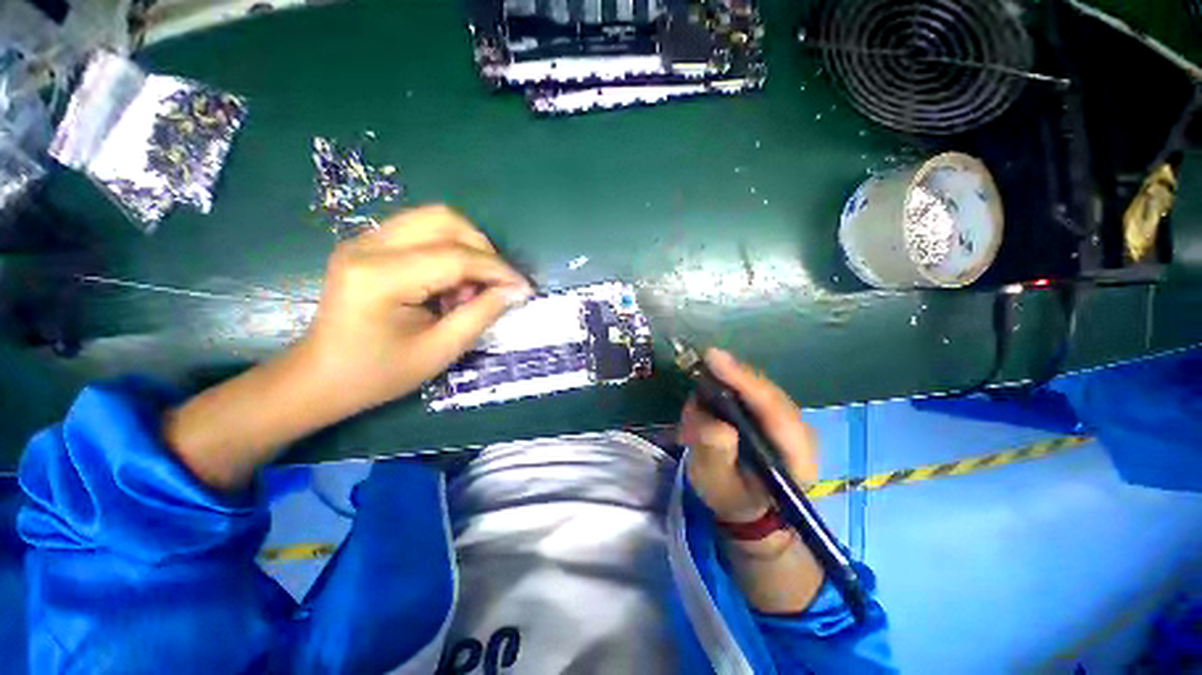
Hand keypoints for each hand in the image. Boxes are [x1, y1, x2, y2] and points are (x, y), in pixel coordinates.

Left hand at [301, 205, 531, 413]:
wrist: (321, 377)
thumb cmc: (380, 373)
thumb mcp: (441, 350)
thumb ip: (482, 314)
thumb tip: (516, 290)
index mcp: (381, 278)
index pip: (456, 257)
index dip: (498, 270)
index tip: (524, 288)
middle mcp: (368, 246)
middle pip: (445, 220)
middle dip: (484, 250)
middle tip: (495, 284)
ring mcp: (364, 239)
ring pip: (435, 218)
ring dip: (468, 247)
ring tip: (471, 286)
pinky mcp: (368, 243)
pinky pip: (423, 230)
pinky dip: (449, 249)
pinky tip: (449, 281)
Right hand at [678, 349, 818, 524]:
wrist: (750, 511)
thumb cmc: (734, 501)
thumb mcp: (718, 485)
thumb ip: (716, 455)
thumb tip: (716, 422)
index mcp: (796, 453)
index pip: (773, 407)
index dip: (743, 380)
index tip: (714, 359)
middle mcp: (798, 430)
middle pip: (764, 390)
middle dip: (731, 377)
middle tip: (700, 367)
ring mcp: (787, 420)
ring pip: (756, 387)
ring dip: (724, 385)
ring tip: (700, 397)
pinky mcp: (773, 415)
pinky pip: (750, 391)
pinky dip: (727, 389)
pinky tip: (709, 399)